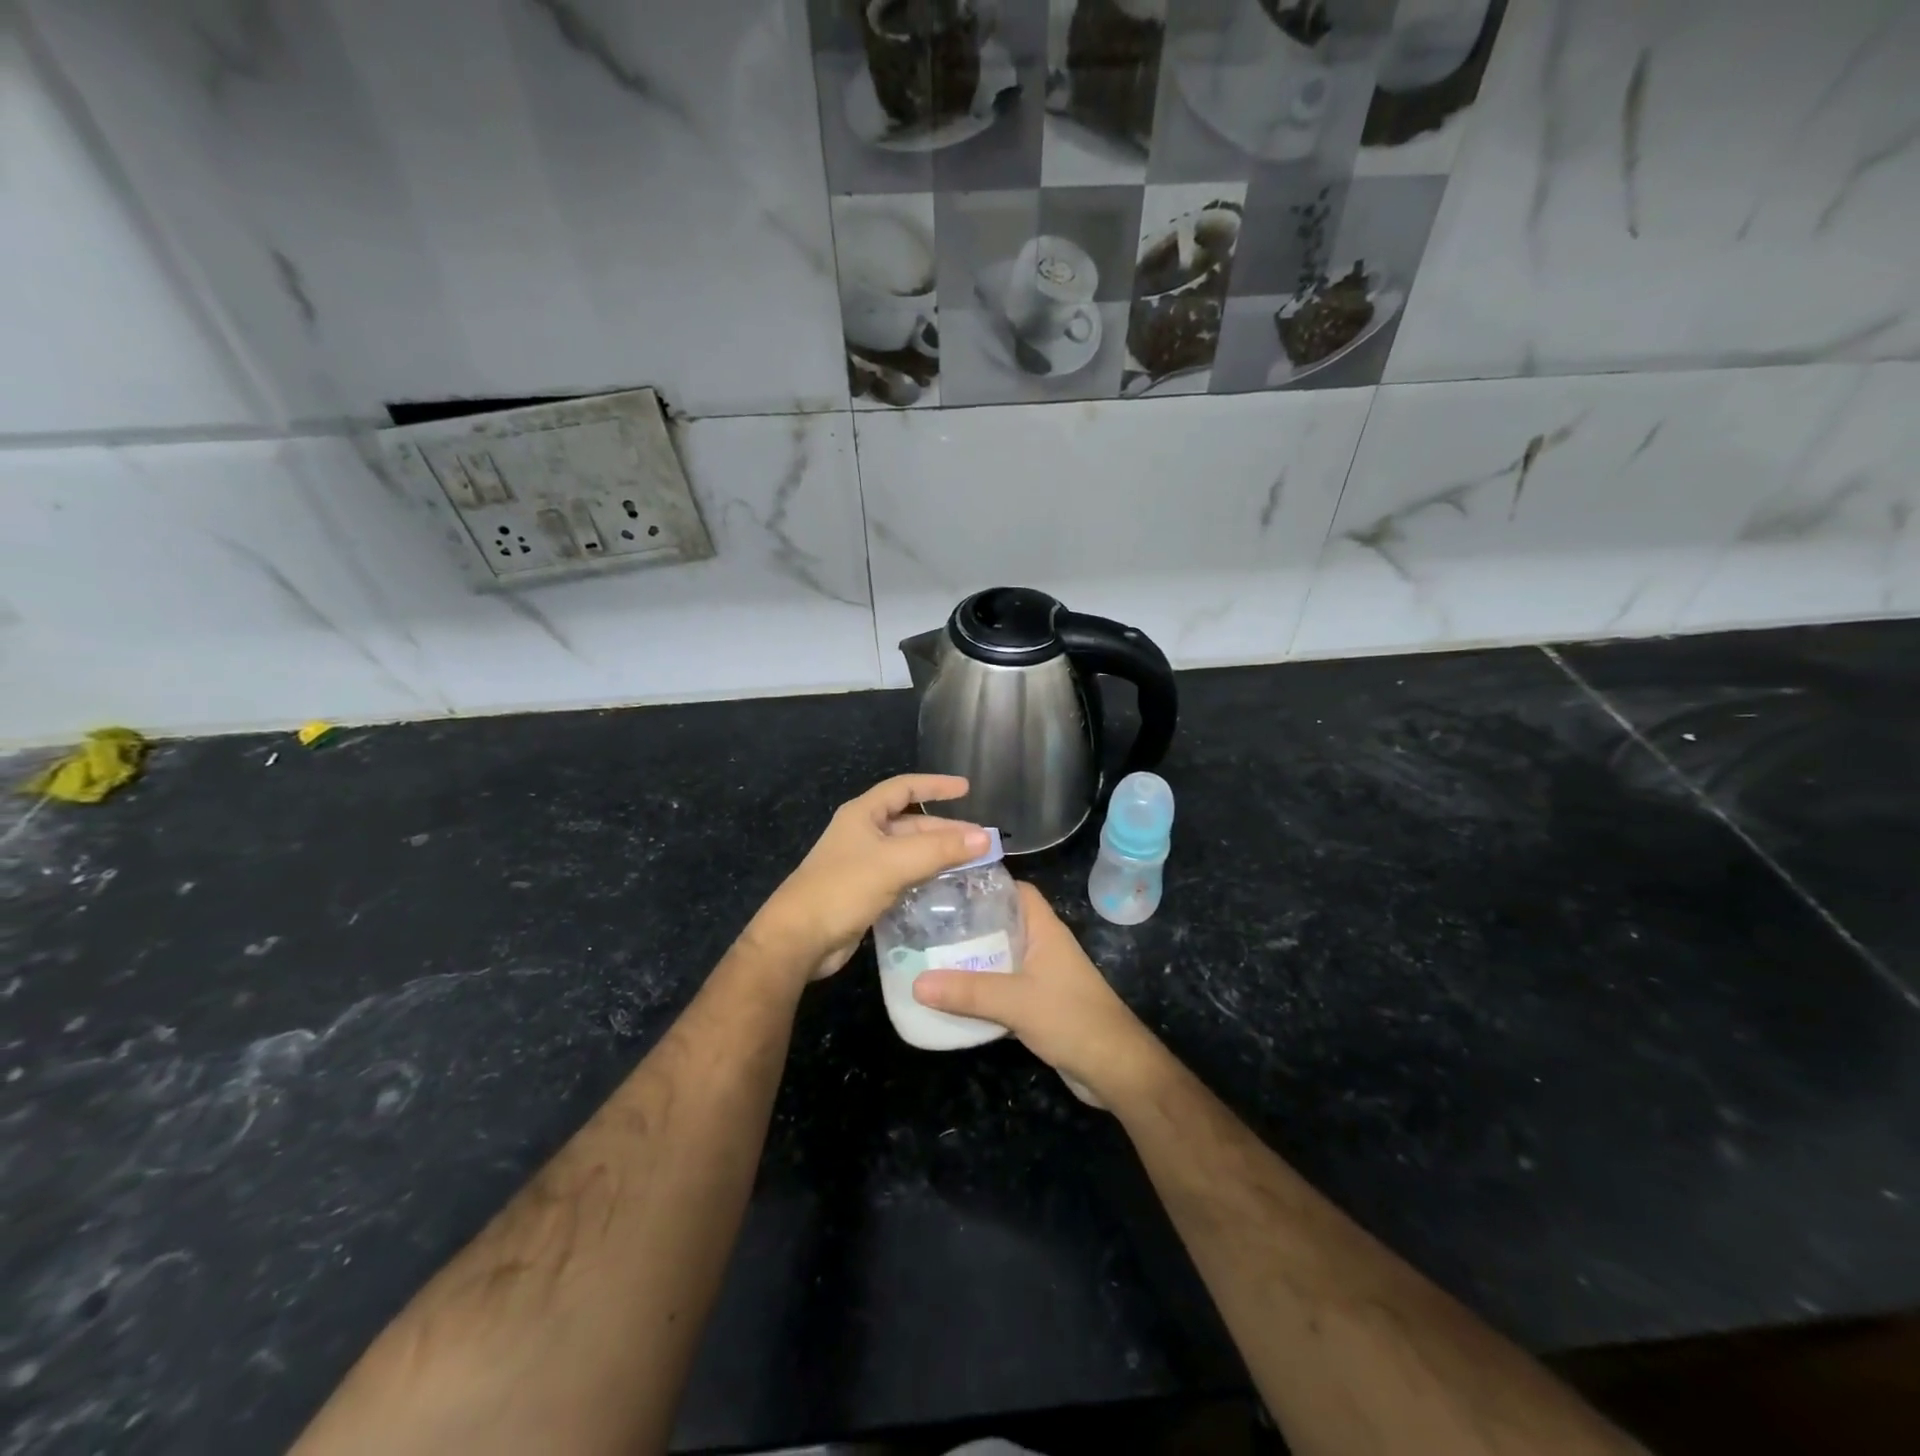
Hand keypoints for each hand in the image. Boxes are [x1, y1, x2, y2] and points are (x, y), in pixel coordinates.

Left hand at [747, 774, 988, 982]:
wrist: (799, 938)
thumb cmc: (843, 888)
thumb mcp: (895, 863)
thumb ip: (940, 849)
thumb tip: (986, 837)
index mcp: (863, 814)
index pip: (904, 788)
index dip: (936, 785)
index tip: (967, 789)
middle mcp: (863, 833)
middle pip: (910, 822)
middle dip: (944, 829)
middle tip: (980, 841)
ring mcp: (863, 864)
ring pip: (908, 851)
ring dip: (937, 854)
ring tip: (971, 863)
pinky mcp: (865, 892)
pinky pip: (902, 876)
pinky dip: (925, 876)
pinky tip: (946, 887)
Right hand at [913, 883, 1167, 1108]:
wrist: (1114, 1068)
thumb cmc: (1071, 1019)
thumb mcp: (1015, 1001)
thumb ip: (968, 992)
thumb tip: (916, 983)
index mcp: (1044, 929)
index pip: (1016, 890)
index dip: (985, 884)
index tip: (947, 887)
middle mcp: (1043, 946)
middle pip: (1003, 922)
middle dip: (969, 924)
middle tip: (927, 924)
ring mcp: (1042, 975)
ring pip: (1001, 956)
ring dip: (972, 958)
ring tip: (931, 956)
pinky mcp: (1039, 1004)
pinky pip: (1003, 986)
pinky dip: (981, 988)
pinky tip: (953, 995)